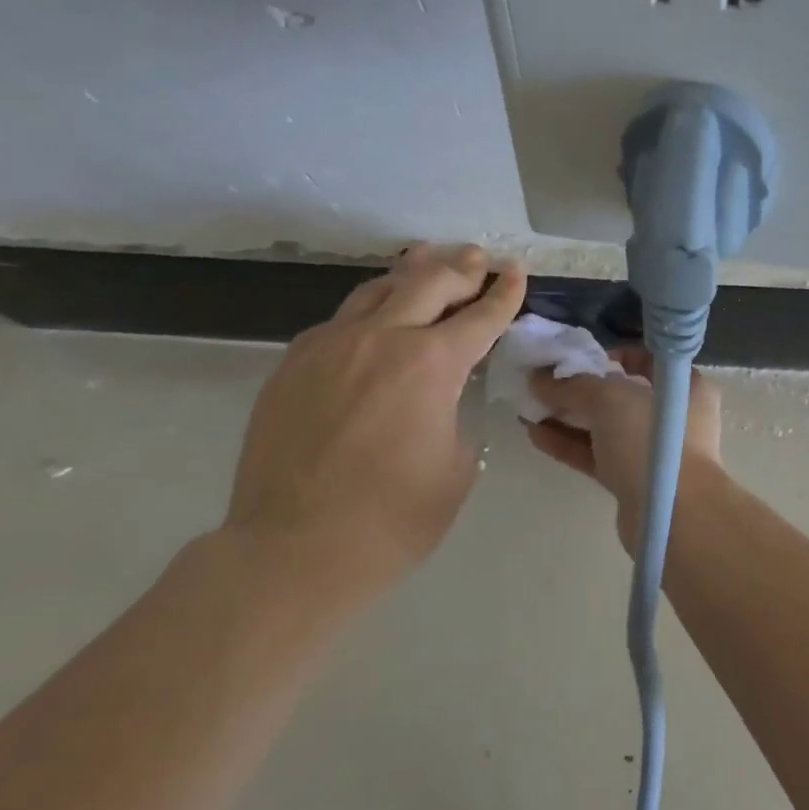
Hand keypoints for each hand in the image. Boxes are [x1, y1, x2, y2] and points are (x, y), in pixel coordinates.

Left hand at [221, 243, 525, 606]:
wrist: (292, 551)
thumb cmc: (392, 520)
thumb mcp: (456, 467)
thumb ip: (455, 415)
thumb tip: (440, 398)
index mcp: (430, 365)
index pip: (480, 317)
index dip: (504, 294)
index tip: (516, 272)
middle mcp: (381, 340)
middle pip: (429, 283)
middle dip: (462, 269)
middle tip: (479, 259)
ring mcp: (330, 346)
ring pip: (377, 290)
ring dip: (412, 274)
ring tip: (428, 258)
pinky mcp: (293, 364)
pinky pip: (340, 320)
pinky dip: (370, 308)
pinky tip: (376, 313)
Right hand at [524, 348, 724, 549]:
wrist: (673, 515)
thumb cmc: (652, 440)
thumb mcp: (610, 399)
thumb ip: (572, 385)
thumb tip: (537, 378)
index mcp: (684, 385)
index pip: (645, 360)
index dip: (609, 356)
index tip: (576, 359)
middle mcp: (672, 415)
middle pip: (620, 395)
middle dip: (579, 389)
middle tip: (540, 383)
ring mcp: (652, 450)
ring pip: (605, 427)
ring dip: (568, 417)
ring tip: (528, 407)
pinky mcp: (633, 480)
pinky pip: (597, 455)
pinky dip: (569, 444)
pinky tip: (534, 434)